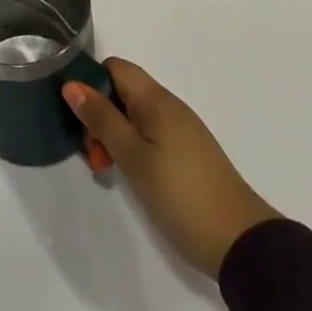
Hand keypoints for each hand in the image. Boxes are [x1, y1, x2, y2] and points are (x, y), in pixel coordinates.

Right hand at [64, 58, 279, 278]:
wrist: (240, 242)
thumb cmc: (181, 194)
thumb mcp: (133, 156)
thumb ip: (102, 118)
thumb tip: (71, 83)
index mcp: (157, 100)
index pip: (115, 68)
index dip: (90, 82)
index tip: (75, 114)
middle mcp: (169, 107)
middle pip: (122, 92)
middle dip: (99, 114)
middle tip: (91, 153)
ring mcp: (180, 131)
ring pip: (133, 116)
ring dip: (113, 134)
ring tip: (105, 168)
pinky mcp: (186, 154)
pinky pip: (148, 135)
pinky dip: (131, 147)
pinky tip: (128, 174)